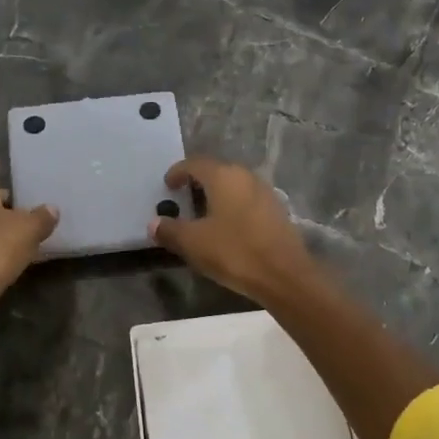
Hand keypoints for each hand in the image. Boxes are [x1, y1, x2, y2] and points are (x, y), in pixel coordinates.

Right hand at [148, 156, 319, 303]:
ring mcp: (265, 192)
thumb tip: (154, 224)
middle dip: (199, 182)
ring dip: (218, 194)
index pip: (195, 164)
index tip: (168, 185)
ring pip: (235, 185)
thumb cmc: (234, 252)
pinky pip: (248, 200)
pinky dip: (234, 206)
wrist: (284, 275)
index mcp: (223, 176)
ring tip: (204, 213)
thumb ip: (170, 230)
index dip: (178, 172)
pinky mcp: (278, 211)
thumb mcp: (193, 243)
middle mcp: (246, 177)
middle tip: (184, 198)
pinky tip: (228, 226)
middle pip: (217, 171)